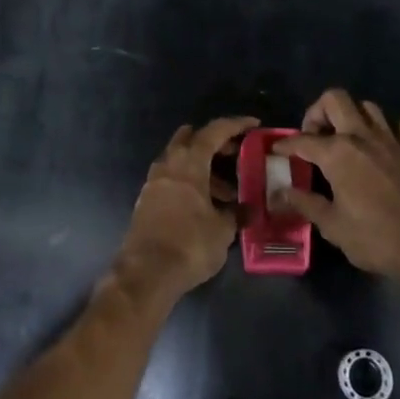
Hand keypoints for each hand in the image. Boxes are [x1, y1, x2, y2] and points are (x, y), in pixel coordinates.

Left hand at [115, 116, 257, 303]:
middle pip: (191, 139)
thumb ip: (235, 214)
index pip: (214, 131)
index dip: (235, 125)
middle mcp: (169, 164)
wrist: (145, 273)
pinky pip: (172, 179)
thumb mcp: (222, 231)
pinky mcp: (146, 200)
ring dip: (202, 166)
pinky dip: (189, 182)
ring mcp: (154, 181)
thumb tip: (247, 210)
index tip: (253, 124)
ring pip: (180, 160)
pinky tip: (203, 204)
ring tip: (225, 191)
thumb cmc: (189, 244)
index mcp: (189, 163)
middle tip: (235, 155)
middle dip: (214, 142)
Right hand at [272, 90, 399, 280]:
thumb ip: (306, 204)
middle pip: (335, 99)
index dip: (285, 143)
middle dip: (318, 111)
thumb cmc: (376, 238)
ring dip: (353, 117)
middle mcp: (362, 137)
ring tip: (347, 139)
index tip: (277, 149)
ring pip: (368, 107)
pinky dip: (392, 131)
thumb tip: (282, 192)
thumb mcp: (333, 226)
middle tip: (315, 136)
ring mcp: (392, 140)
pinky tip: (386, 147)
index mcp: (337, 153)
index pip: (302, 139)